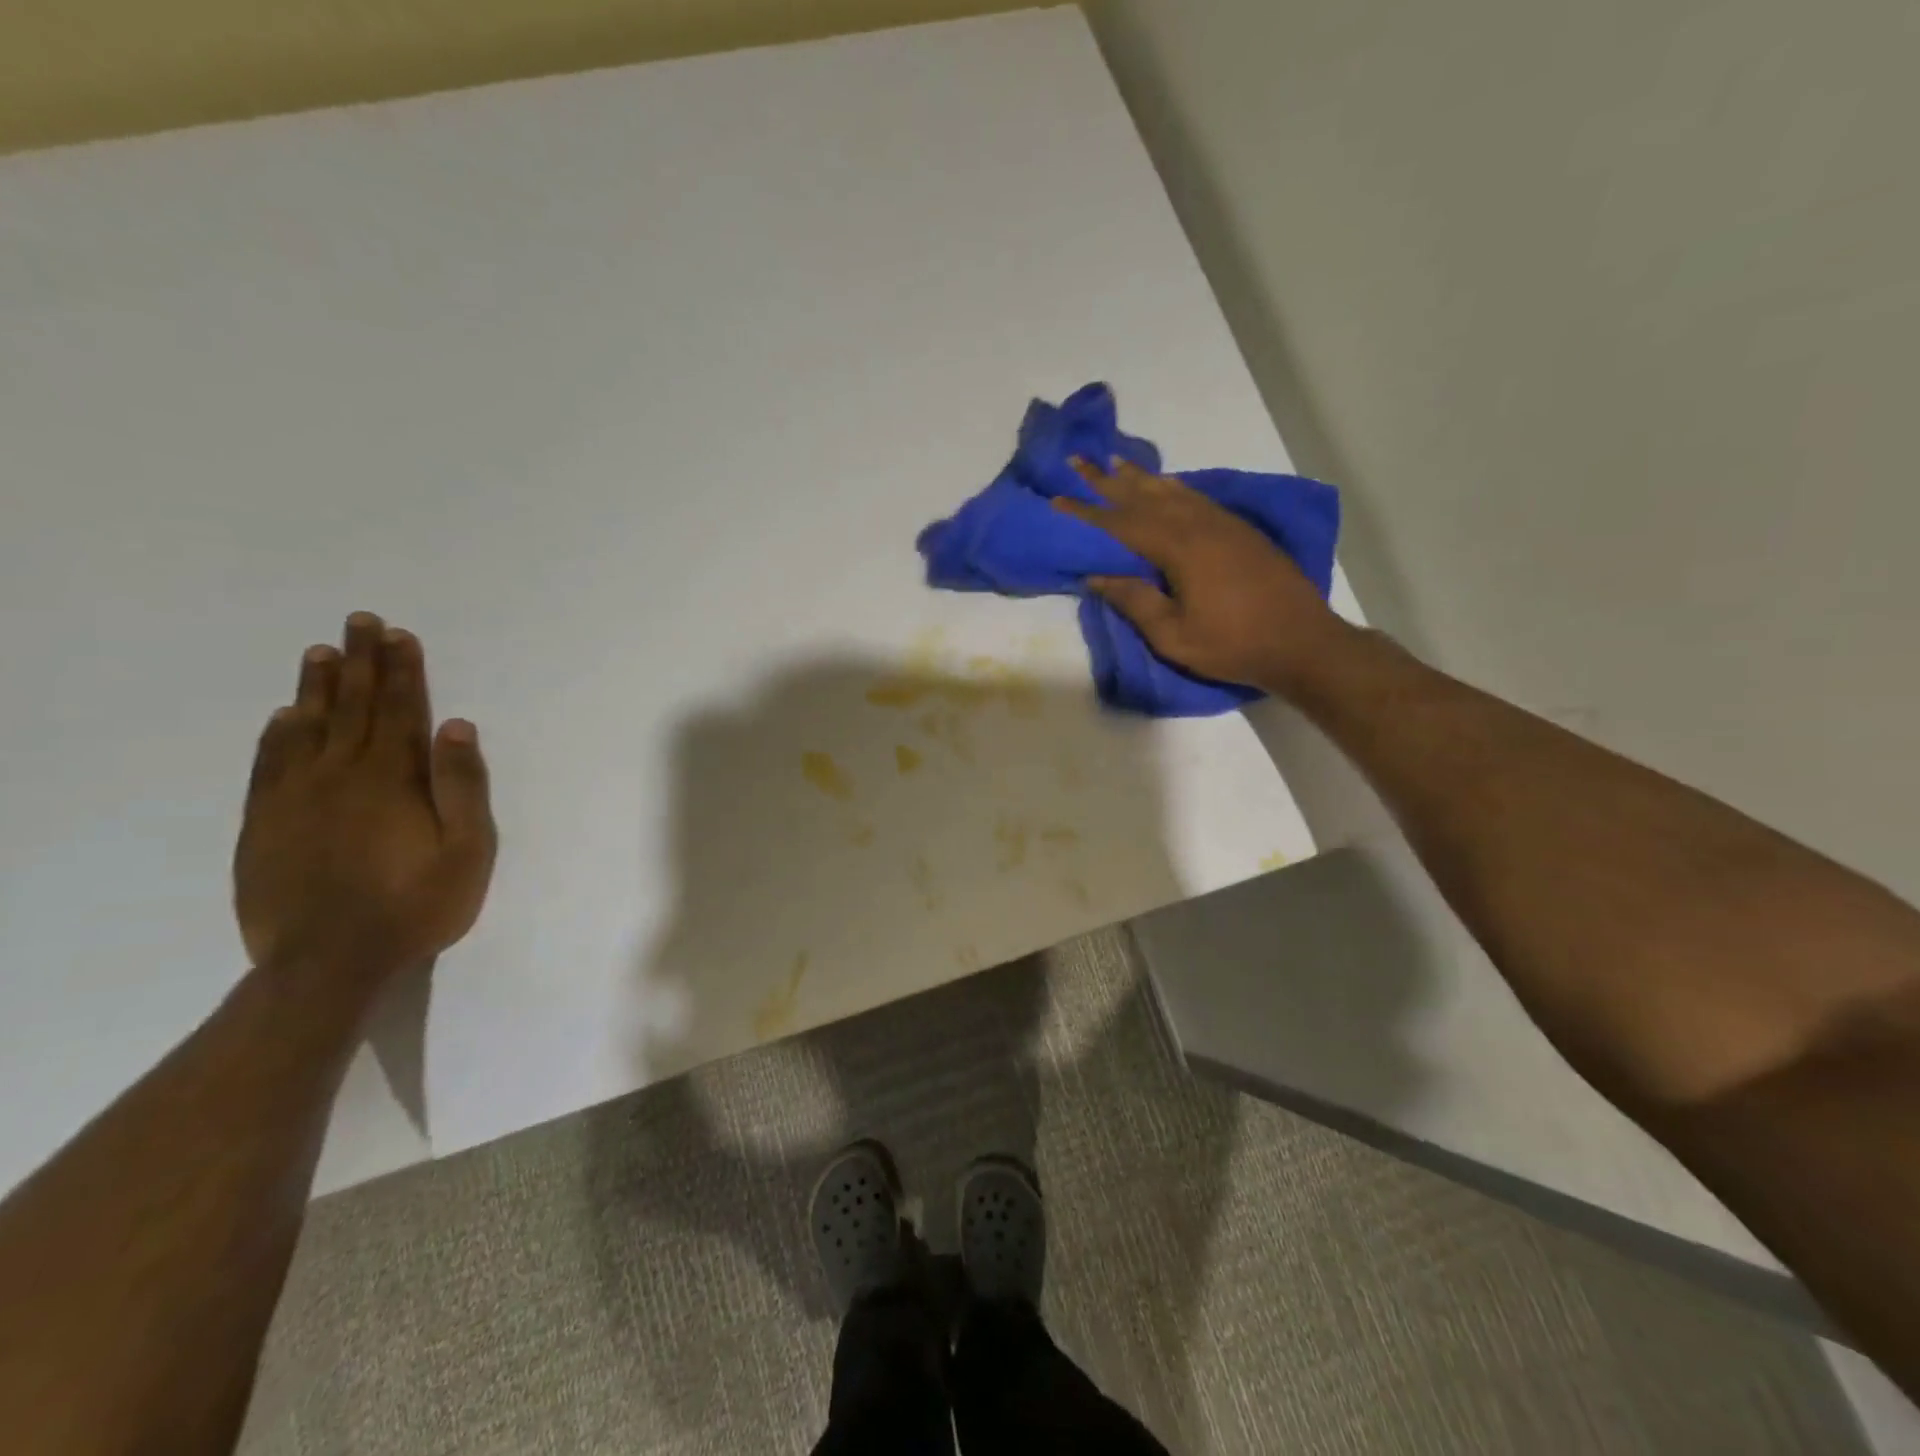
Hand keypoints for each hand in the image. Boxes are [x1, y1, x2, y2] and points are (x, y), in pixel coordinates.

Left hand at [234, 612, 496, 978]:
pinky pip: (269, 764)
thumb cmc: (415, 904)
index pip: (399, 711)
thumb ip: (462, 786)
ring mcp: (295, 797)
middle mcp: (340, 775)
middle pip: (352, 707)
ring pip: (306, 727)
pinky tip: (283, 716)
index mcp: (392, 779)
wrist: (328, 962)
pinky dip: (276, 734)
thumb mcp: (466, 850)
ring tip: (321, 651)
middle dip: (360, 662)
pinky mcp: (264, 823)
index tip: (399, 635)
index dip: (402, 671)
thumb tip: (457, 727)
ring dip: (317, 687)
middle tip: (360, 621)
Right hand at [1055, 458, 1348, 693]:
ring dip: (1141, 478)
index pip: (1122, 524)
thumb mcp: (1174, 635)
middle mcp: (1200, 525)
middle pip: (1145, 497)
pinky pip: (1196, 498)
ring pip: (1173, 492)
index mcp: (1180, 549)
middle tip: (1079, 460)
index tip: (1058, 497)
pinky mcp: (1240, 531)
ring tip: (1116, 463)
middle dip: (1108, 480)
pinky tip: (1165, 485)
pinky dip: (1173, 487)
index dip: (1087, 511)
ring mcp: (1223, 525)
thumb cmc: (1233, 645)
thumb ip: (1135, 601)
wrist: (1302, 642)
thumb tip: (1097, 575)